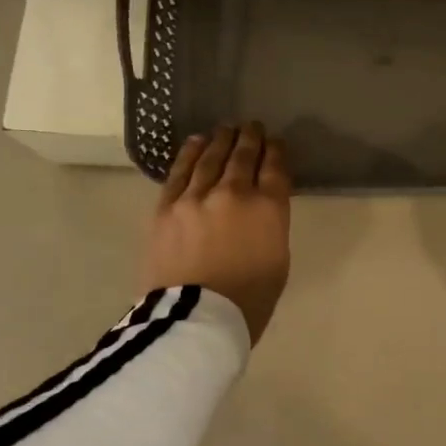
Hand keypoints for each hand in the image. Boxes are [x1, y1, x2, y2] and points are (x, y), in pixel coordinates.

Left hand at [142, 123, 292, 346]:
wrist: (195, 319)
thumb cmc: (248, 301)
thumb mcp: (278, 261)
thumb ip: (271, 226)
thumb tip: (261, 208)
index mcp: (268, 209)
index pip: (275, 168)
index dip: (276, 151)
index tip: (276, 142)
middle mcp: (234, 193)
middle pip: (243, 156)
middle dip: (250, 138)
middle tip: (253, 126)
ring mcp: (197, 197)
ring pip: (211, 157)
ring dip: (221, 140)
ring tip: (226, 129)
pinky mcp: (167, 206)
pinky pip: (180, 171)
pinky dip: (190, 153)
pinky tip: (197, 142)